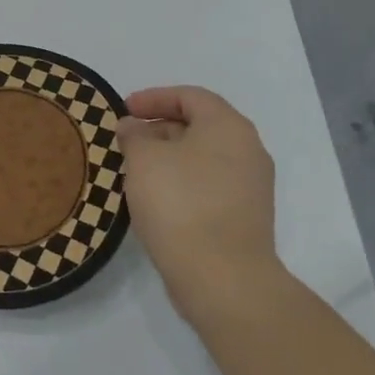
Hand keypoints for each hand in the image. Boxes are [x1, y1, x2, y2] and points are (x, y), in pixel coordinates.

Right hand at [119, 86, 277, 297]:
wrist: (223, 277)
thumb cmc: (180, 203)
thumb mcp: (144, 159)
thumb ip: (134, 135)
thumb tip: (133, 128)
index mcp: (228, 126)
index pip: (190, 96)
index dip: (153, 98)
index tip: (123, 110)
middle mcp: (248, 150)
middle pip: (200, 125)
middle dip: (159, 128)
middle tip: (126, 140)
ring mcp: (251, 186)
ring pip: (203, 157)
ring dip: (168, 157)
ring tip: (135, 169)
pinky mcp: (245, 216)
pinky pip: (209, 184)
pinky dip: (182, 181)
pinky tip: (156, 197)